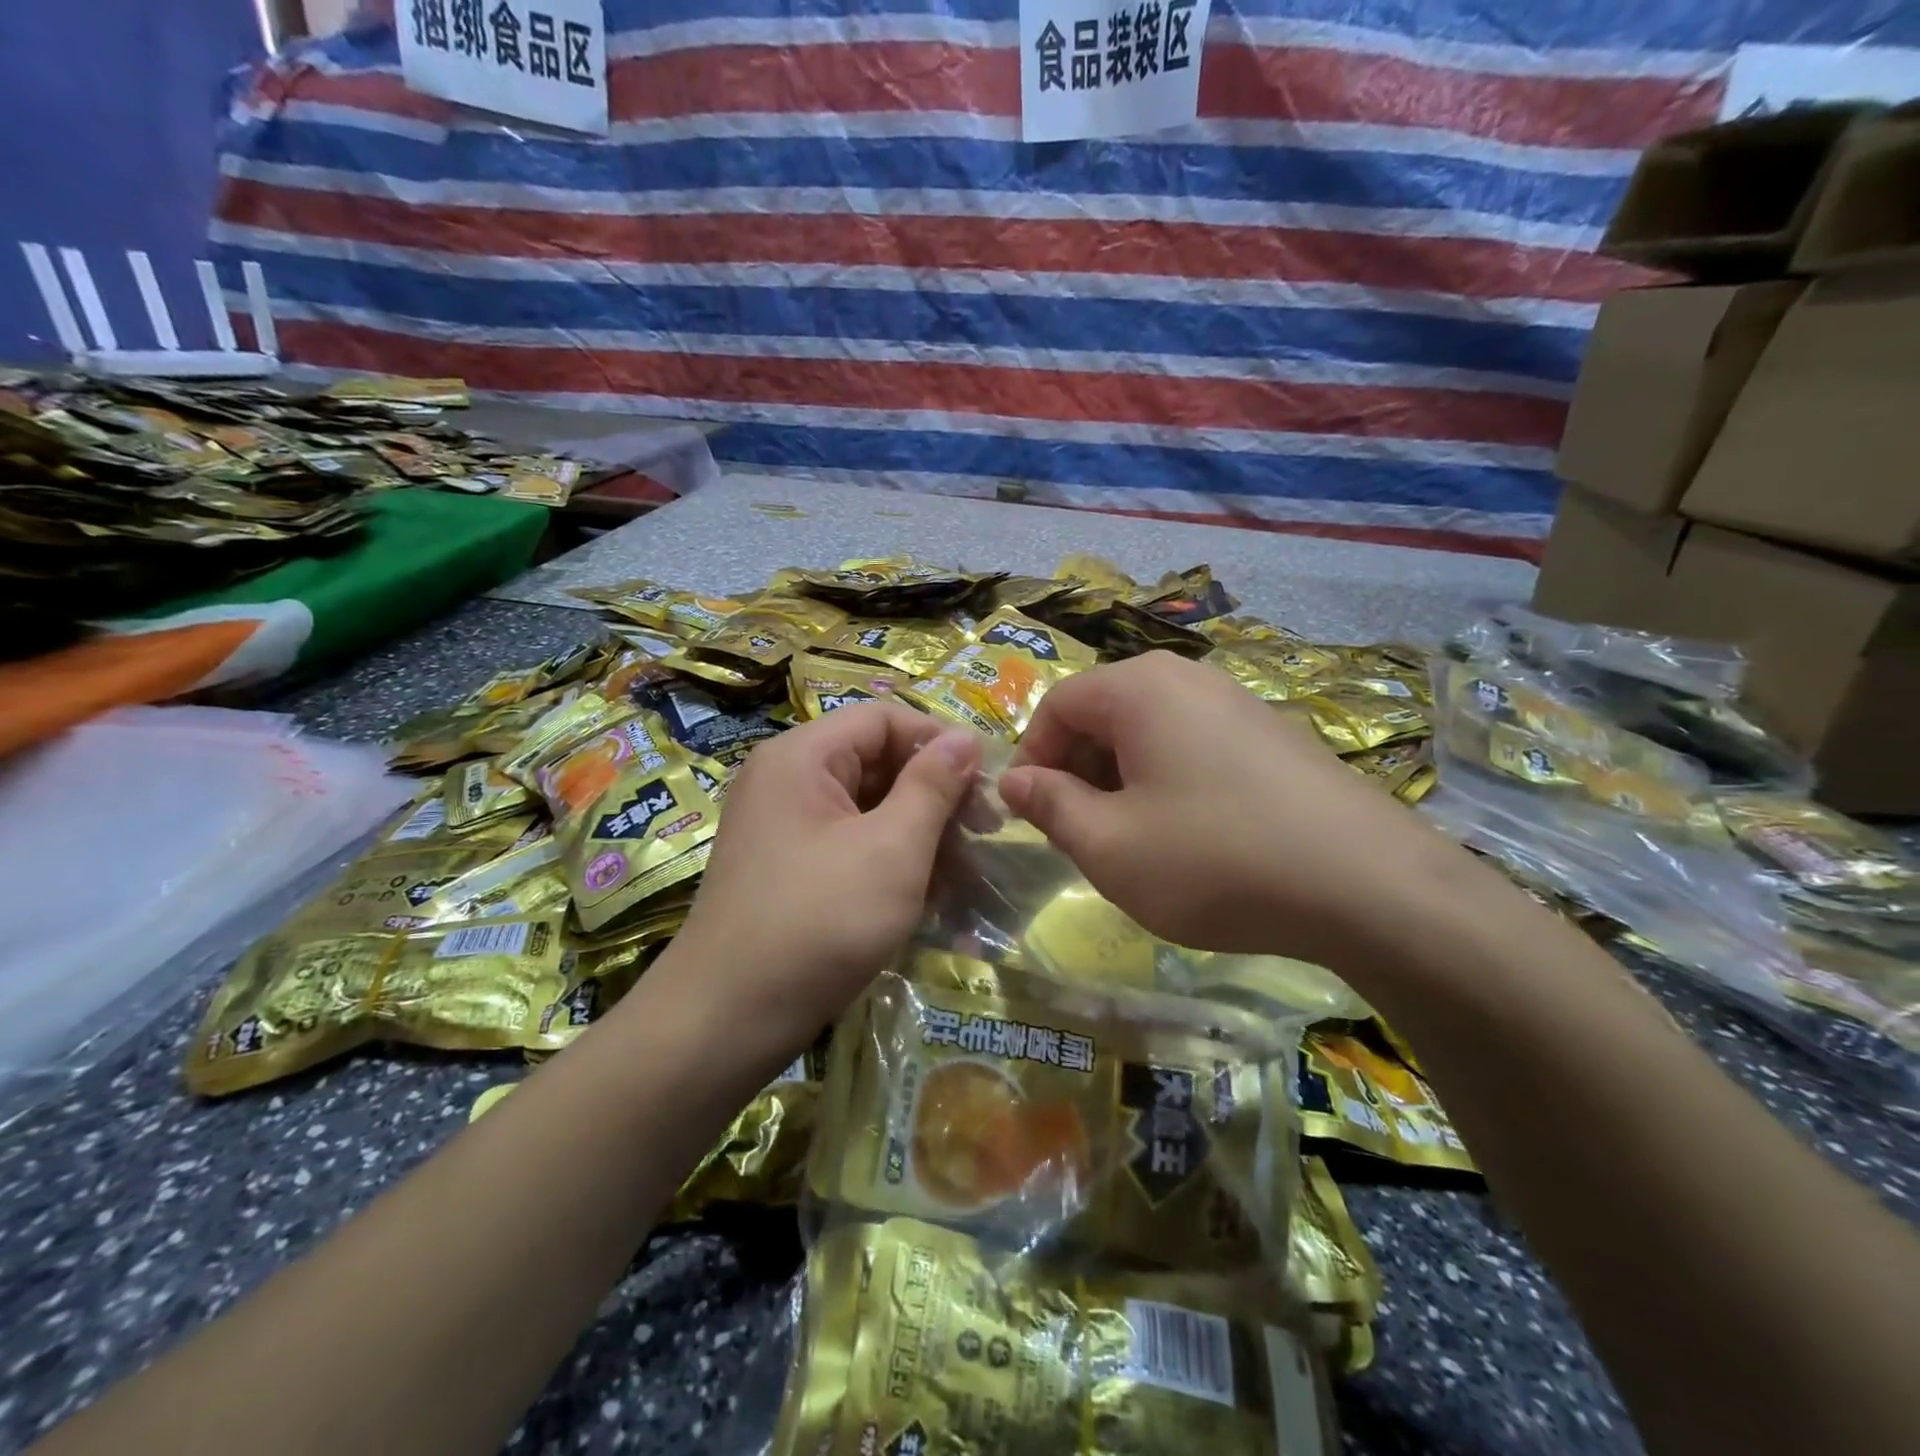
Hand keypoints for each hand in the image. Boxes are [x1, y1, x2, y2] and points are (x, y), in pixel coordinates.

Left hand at [660, 702, 981, 1056]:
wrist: (727, 1020)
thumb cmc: (819, 922)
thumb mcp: (892, 849)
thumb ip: (932, 786)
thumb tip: (965, 737)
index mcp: (803, 757)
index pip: (884, 718)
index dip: (940, 742)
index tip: (986, 784)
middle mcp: (787, 779)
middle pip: (876, 761)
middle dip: (935, 794)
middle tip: (985, 834)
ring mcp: (785, 826)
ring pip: (868, 808)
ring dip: (920, 834)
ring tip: (967, 874)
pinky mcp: (789, 867)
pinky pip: (850, 843)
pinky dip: (891, 860)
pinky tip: (930, 897)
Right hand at [998, 652, 1462, 968]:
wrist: (1368, 886)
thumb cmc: (1214, 860)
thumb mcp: (1109, 845)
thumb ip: (1050, 806)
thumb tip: (1012, 780)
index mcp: (1139, 688)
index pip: (1057, 705)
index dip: (1031, 758)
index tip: (1030, 815)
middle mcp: (1188, 678)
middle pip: (1104, 713)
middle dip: (1077, 771)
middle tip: (1079, 834)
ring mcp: (1238, 702)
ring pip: (1150, 732)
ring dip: (1121, 781)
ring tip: (1132, 842)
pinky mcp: (1273, 735)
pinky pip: (1194, 746)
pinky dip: (1168, 783)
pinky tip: (1190, 838)